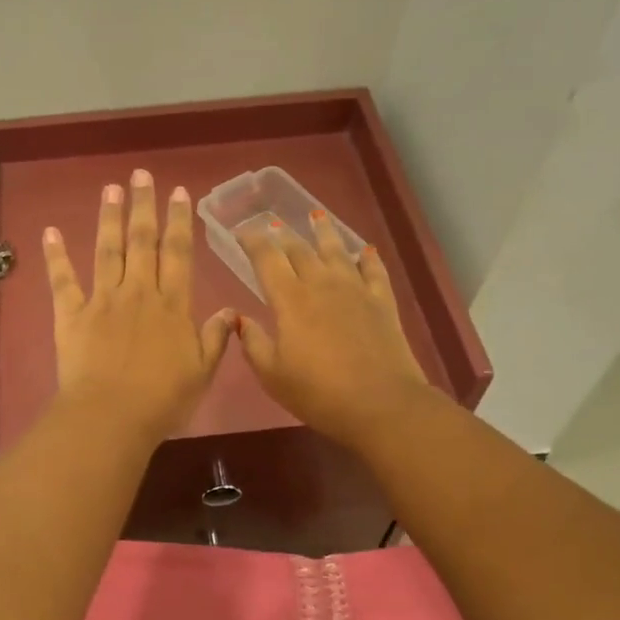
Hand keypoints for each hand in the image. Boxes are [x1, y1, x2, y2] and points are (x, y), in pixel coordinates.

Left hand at [43, 170, 235, 444]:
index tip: (179, 192)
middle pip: (142, 241)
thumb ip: (215, 338)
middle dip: (143, 206)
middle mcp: (138, 292)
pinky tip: (50, 231)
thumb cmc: (162, 399)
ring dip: (109, 217)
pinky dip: (55, 256)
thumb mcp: (202, 372)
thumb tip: (229, 311)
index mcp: (172, 305)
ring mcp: (102, 300)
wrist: (111, 417)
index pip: (178, 253)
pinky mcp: (71, 315)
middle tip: (141, 175)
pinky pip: (63, 280)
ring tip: (111, 188)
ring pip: (107, 250)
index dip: (179, 220)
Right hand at [234, 212, 433, 449]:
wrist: (380, 404)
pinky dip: (367, 257)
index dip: (251, 241)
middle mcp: (321, 284)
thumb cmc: (317, 393)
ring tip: (316, 216)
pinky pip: (374, 269)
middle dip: (282, 234)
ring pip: (336, 250)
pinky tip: (364, 250)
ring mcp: (355, 289)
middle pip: (299, 249)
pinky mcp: (382, 301)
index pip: (266, 258)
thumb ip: (252, 342)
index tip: (241, 230)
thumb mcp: (272, 375)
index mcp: (289, 299)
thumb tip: (238, 318)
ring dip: (323, 232)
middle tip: (272, 224)